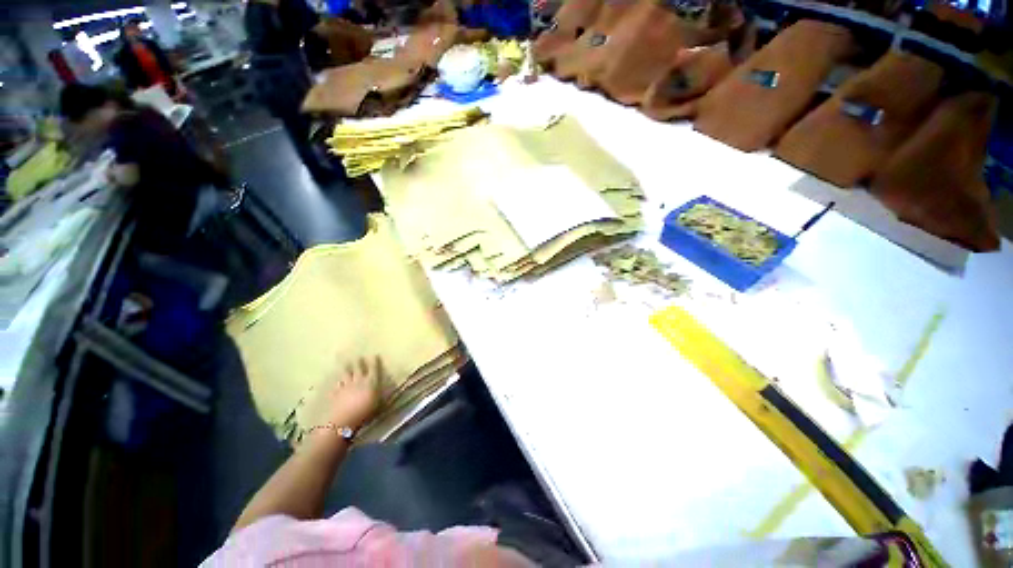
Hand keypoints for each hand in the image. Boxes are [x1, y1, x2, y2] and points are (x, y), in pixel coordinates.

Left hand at [305, 356, 383, 432]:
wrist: (343, 420)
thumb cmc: (365, 412)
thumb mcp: (378, 404)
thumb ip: (380, 396)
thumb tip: (384, 391)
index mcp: (371, 382)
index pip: (374, 369)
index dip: (374, 362)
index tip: (375, 355)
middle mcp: (358, 381)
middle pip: (358, 369)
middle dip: (359, 362)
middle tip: (358, 356)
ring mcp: (345, 387)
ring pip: (346, 375)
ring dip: (346, 369)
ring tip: (345, 363)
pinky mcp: (335, 394)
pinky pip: (336, 386)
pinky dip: (337, 384)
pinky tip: (336, 383)